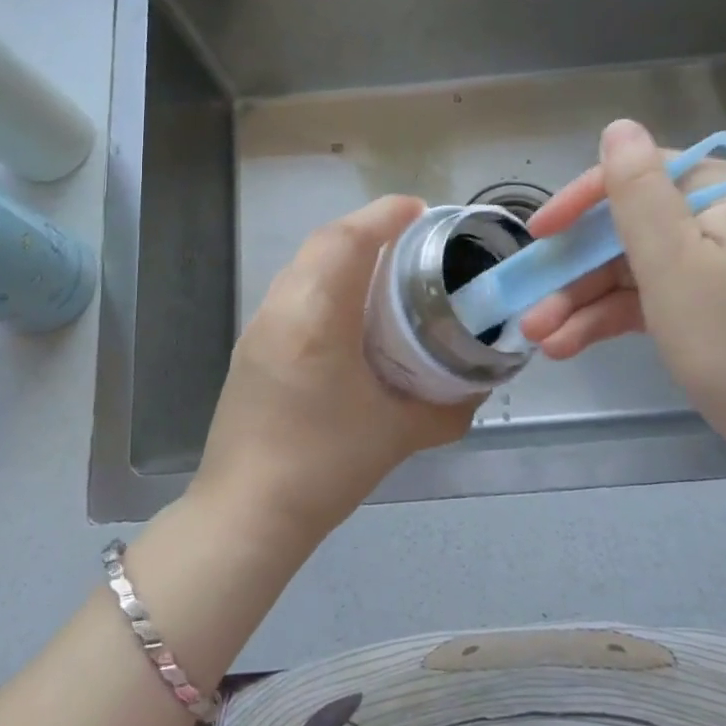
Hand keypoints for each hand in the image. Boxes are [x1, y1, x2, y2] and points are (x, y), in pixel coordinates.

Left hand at [192, 196, 481, 547]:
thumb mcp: (399, 435)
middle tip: (411, 237)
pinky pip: (292, 289)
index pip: (349, 241)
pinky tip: (349, 307)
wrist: (246, 514)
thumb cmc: (324, 468)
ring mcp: (260, 324)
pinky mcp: (251, 344)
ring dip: (343, 251)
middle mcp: (283, 307)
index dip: (385, 215)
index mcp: (317, 318)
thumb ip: (448, 406)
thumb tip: (479, 386)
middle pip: (324, 242)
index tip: (420, 211)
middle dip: (368, 227)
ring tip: (384, 266)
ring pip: (304, 263)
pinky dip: (324, 277)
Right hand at [519, 119, 725, 430]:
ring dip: (583, 300)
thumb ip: (637, 191)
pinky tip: (566, 345)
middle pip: (628, 227)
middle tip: (530, 305)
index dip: (580, 202)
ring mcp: (717, 265)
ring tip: (539, 337)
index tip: (538, 235)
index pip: (637, 176)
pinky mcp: (710, 305)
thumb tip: (618, 127)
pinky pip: (649, 298)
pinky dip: (609, 318)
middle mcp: (723, 218)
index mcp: (725, 193)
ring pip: (632, 268)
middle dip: (575, 269)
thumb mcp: (673, 262)